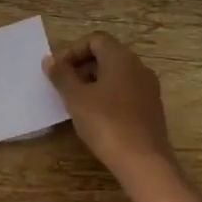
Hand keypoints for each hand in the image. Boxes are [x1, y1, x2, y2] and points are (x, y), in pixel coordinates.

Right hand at [44, 33, 175, 179]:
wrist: (144, 162)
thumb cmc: (107, 123)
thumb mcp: (76, 98)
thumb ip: (62, 76)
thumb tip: (49, 60)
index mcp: (122, 58)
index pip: (95, 39)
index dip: (73, 51)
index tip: (58, 71)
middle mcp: (139, 67)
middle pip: (107, 55)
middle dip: (82, 67)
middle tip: (63, 87)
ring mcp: (148, 89)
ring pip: (117, 75)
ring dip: (94, 83)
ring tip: (76, 104)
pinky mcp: (152, 109)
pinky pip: (126, 92)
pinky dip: (108, 97)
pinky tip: (96, 118)